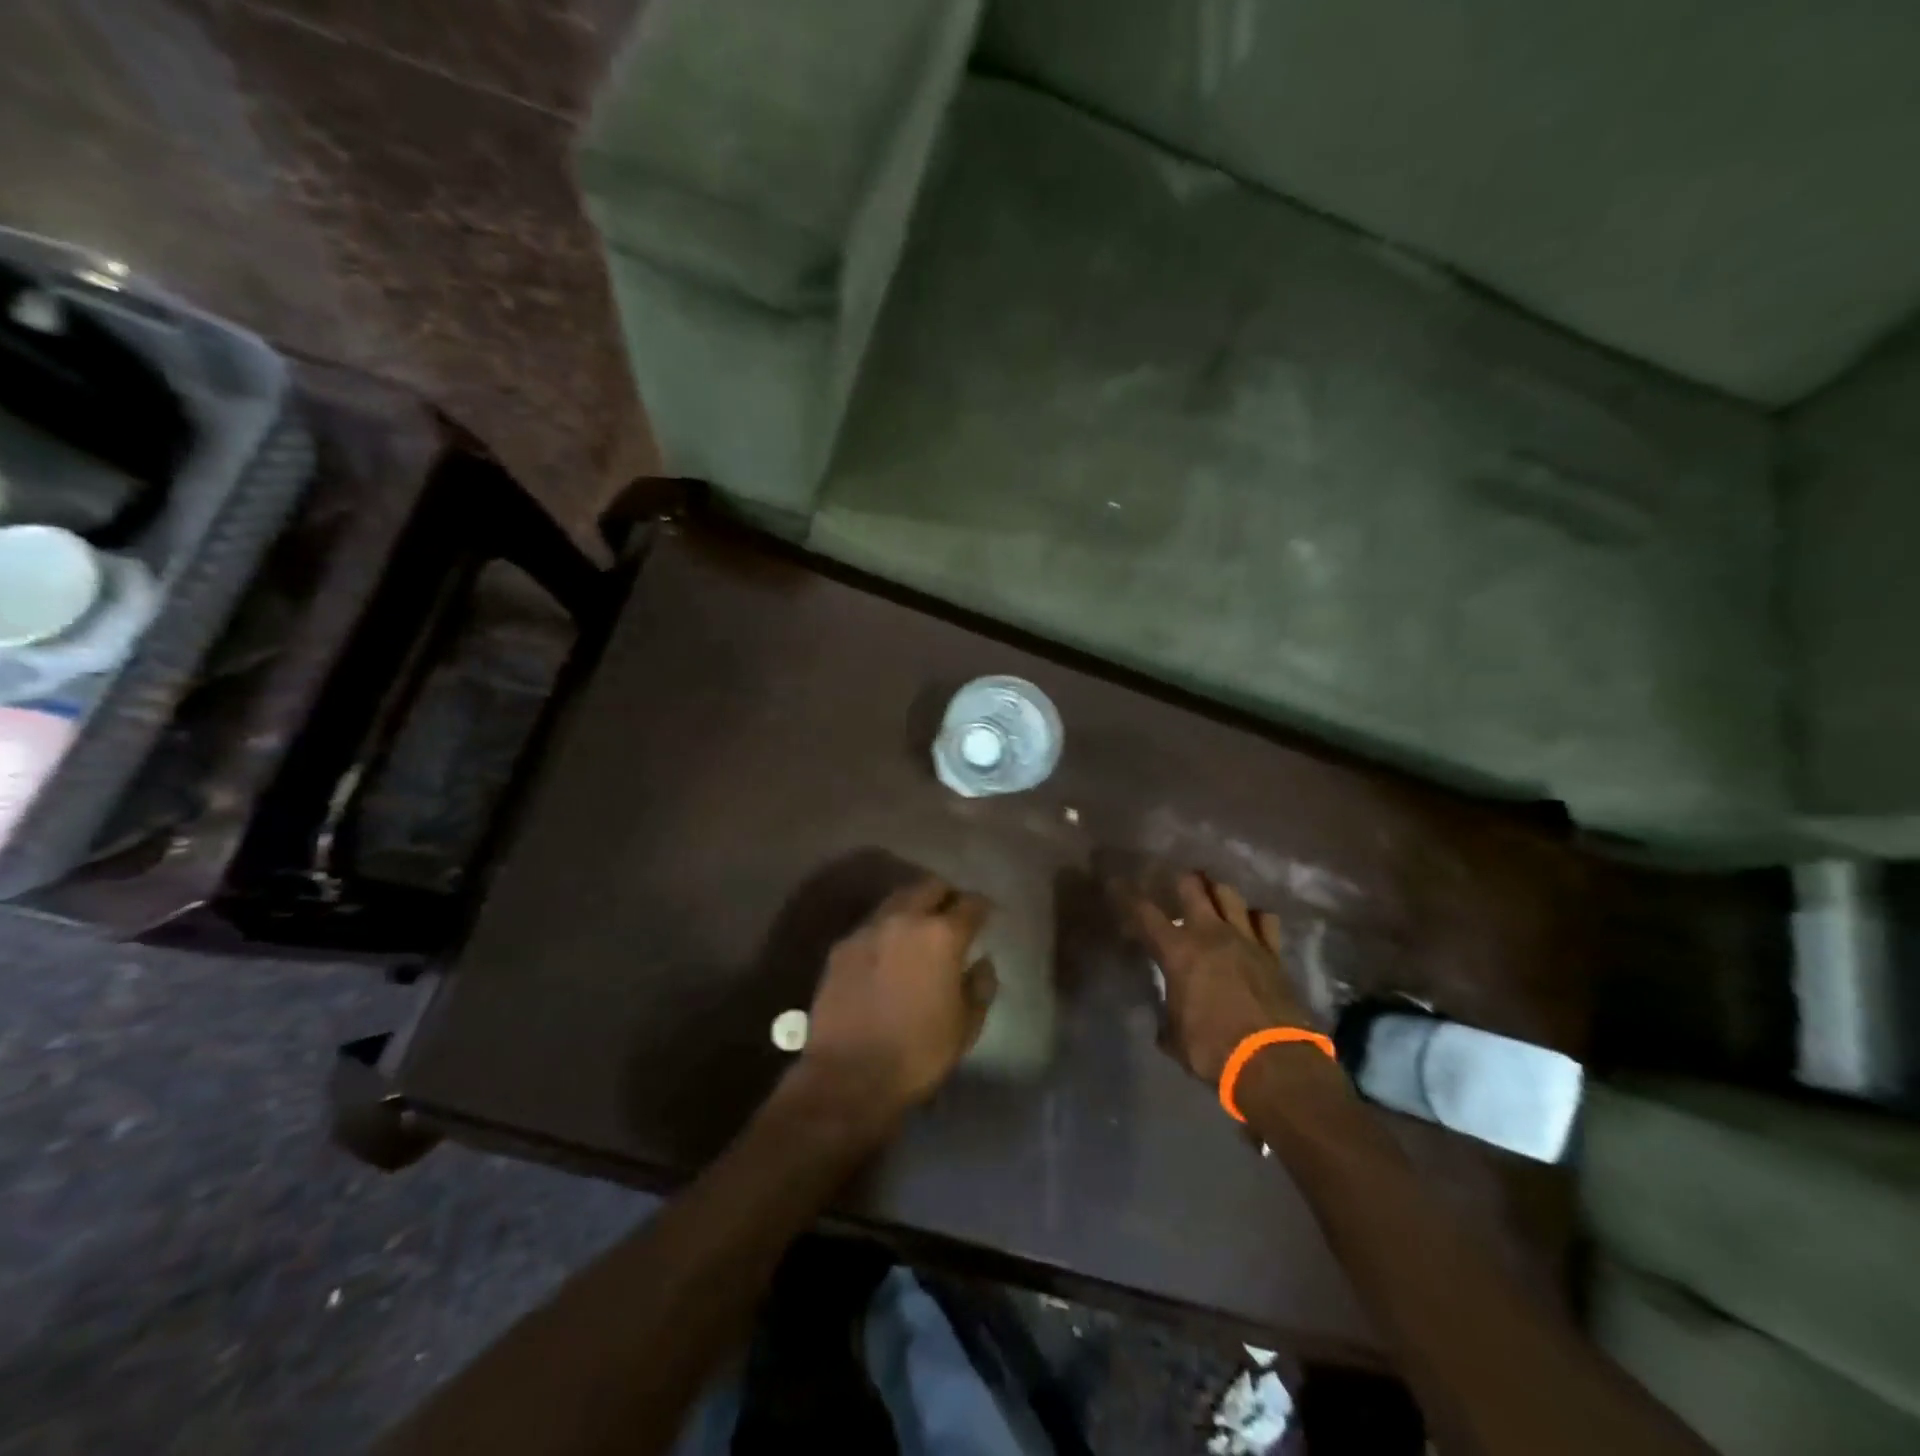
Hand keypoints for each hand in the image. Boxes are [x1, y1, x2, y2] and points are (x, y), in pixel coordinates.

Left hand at [799, 876, 997, 1119]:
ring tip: (919, 928)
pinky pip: (871, 925)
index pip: (971, 904)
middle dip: (946, 895)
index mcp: (942, 936)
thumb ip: (980, 986)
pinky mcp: (841, 946)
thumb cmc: (919, 1053)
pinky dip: (886, 929)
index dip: (982, 907)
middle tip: (953, 913)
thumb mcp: (966, 1026)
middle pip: (930, 887)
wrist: (848, 1075)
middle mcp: (905, 919)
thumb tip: (981, 962)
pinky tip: (888, 951)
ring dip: (914, 907)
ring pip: (897, 900)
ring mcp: (868, 929)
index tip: (987, 915)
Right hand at [1129, 871, 1316, 1082]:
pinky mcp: (1273, 953)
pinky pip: (1264, 919)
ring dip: (1215, 890)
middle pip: (1191, 887)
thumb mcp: (1175, 1037)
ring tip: (1210, 893)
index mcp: (1177, 952)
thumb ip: (1167, 1016)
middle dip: (1179, 881)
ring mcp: (1245, 939)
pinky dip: (1254, 916)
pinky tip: (1249, 921)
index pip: (1145, 913)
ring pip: (1228, 894)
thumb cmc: (1213, 1049)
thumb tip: (1166, 1019)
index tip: (1117, 883)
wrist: (1273, 1062)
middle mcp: (1209, 934)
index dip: (1127, 895)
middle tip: (1173, 883)